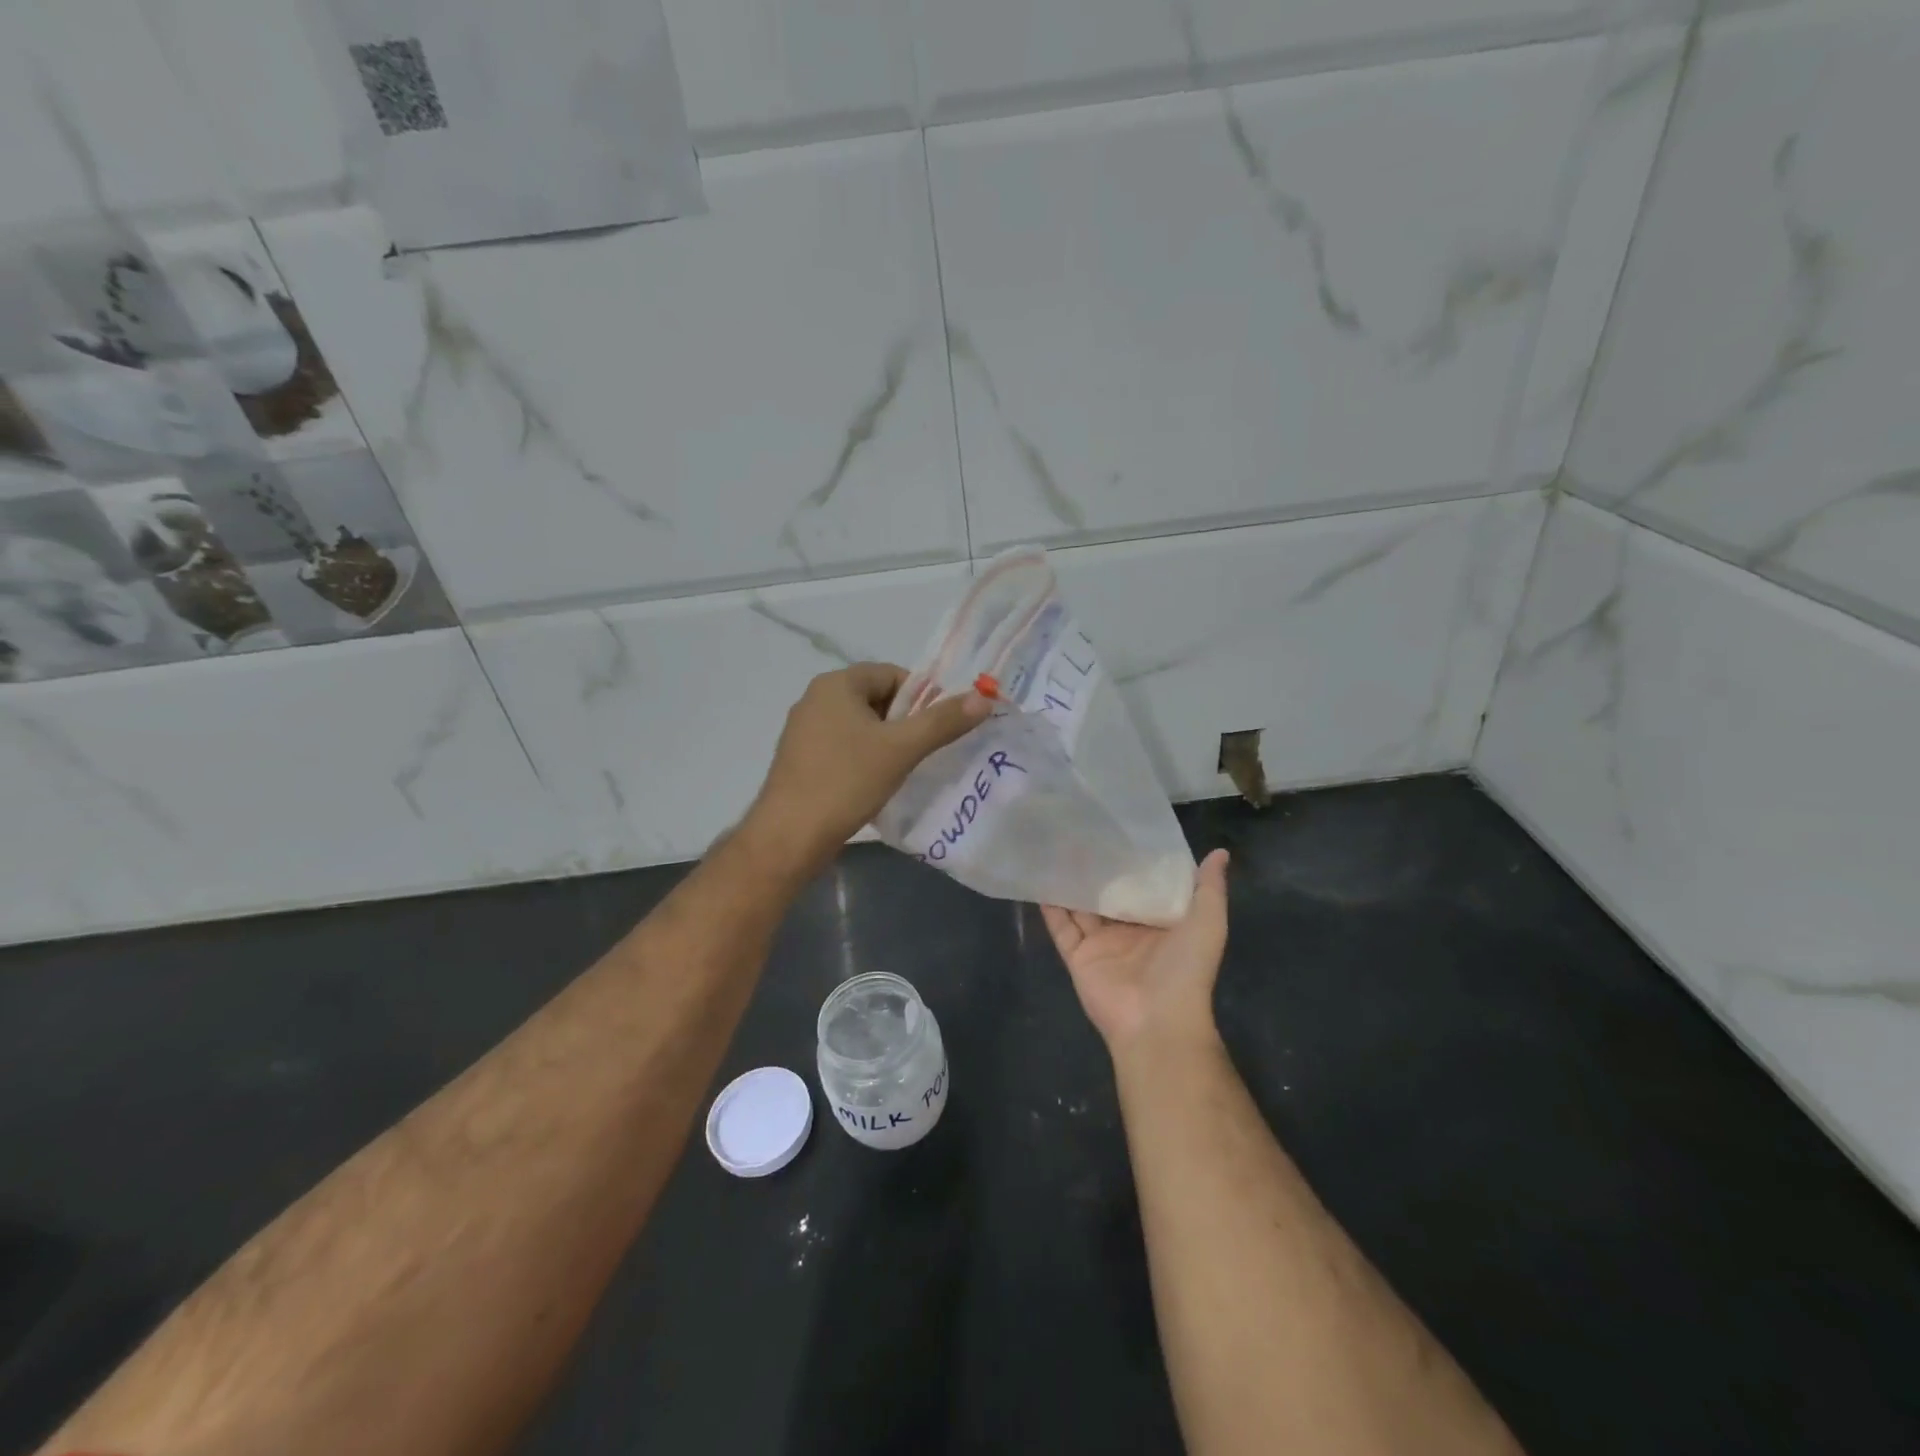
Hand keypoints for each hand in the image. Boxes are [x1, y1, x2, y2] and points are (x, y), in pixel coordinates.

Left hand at [743, 662, 989, 876]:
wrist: (789, 836)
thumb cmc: (846, 782)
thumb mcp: (901, 749)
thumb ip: (943, 721)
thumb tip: (983, 697)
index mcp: (836, 684)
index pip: (892, 674)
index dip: (921, 697)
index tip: (938, 728)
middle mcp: (815, 699)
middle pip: (876, 698)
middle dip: (904, 722)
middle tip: (923, 752)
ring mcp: (804, 730)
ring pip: (860, 726)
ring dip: (886, 743)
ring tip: (903, 770)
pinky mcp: (800, 759)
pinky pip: (843, 747)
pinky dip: (864, 759)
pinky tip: (874, 784)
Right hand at [1042, 850, 1229, 1058]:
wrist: (1157, 1020)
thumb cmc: (1186, 968)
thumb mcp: (1208, 923)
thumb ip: (1209, 888)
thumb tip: (1220, 852)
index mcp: (1160, 922)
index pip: (1144, 885)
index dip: (1133, 861)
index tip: (1119, 830)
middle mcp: (1129, 931)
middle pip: (1108, 893)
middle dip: (1098, 868)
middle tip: (1081, 833)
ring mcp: (1101, 944)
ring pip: (1081, 906)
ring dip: (1071, 881)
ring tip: (1056, 848)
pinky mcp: (1078, 956)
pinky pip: (1061, 927)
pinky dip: (1050, 907)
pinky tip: (1039, 879)